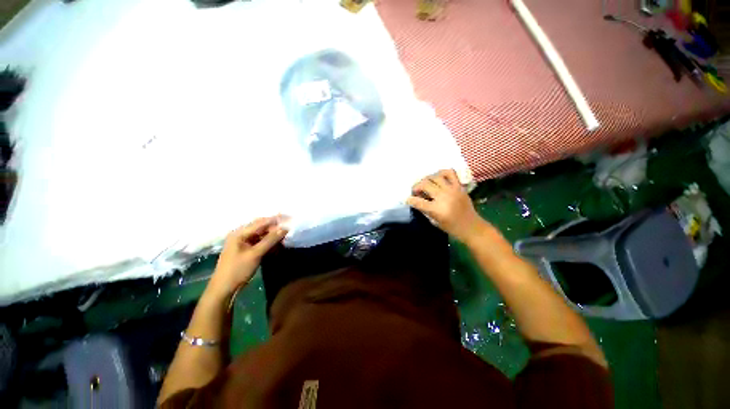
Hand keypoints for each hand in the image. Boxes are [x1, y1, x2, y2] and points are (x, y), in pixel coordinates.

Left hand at [206, 216, 287, 298]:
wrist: (224, 289)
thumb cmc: (237, 270)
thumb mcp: (255, 254)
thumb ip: (270, 240)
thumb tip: (284, 228)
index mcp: (239, 233)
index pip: (261, 222)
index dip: (275, 220)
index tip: (289, 219)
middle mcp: (241, 235)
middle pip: (261, 227)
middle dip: (275, 227)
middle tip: (289, 229)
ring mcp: (243, 242)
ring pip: (262, 234)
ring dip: (273, 235)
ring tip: (285, 236)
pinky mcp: (246, 249)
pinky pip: (260, 241)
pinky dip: (269, 242)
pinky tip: (277, 244)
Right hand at [407, 169, 489, 243]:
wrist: (471, 226)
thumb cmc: (451, 227)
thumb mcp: (434, 221)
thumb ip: (424, 209)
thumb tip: (416, 200)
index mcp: (437, 209)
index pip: (418, 201)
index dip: (410, 200)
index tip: (407, 199)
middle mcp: (444, 197)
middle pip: (425, 184)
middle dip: (416, 187)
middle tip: (416, 191)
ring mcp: (452, 189)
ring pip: (435, 177)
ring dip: (427, 179)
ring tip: (426, 184)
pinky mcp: (459, 186)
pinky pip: (450, 173)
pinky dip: (442, 173)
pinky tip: (438, 177)